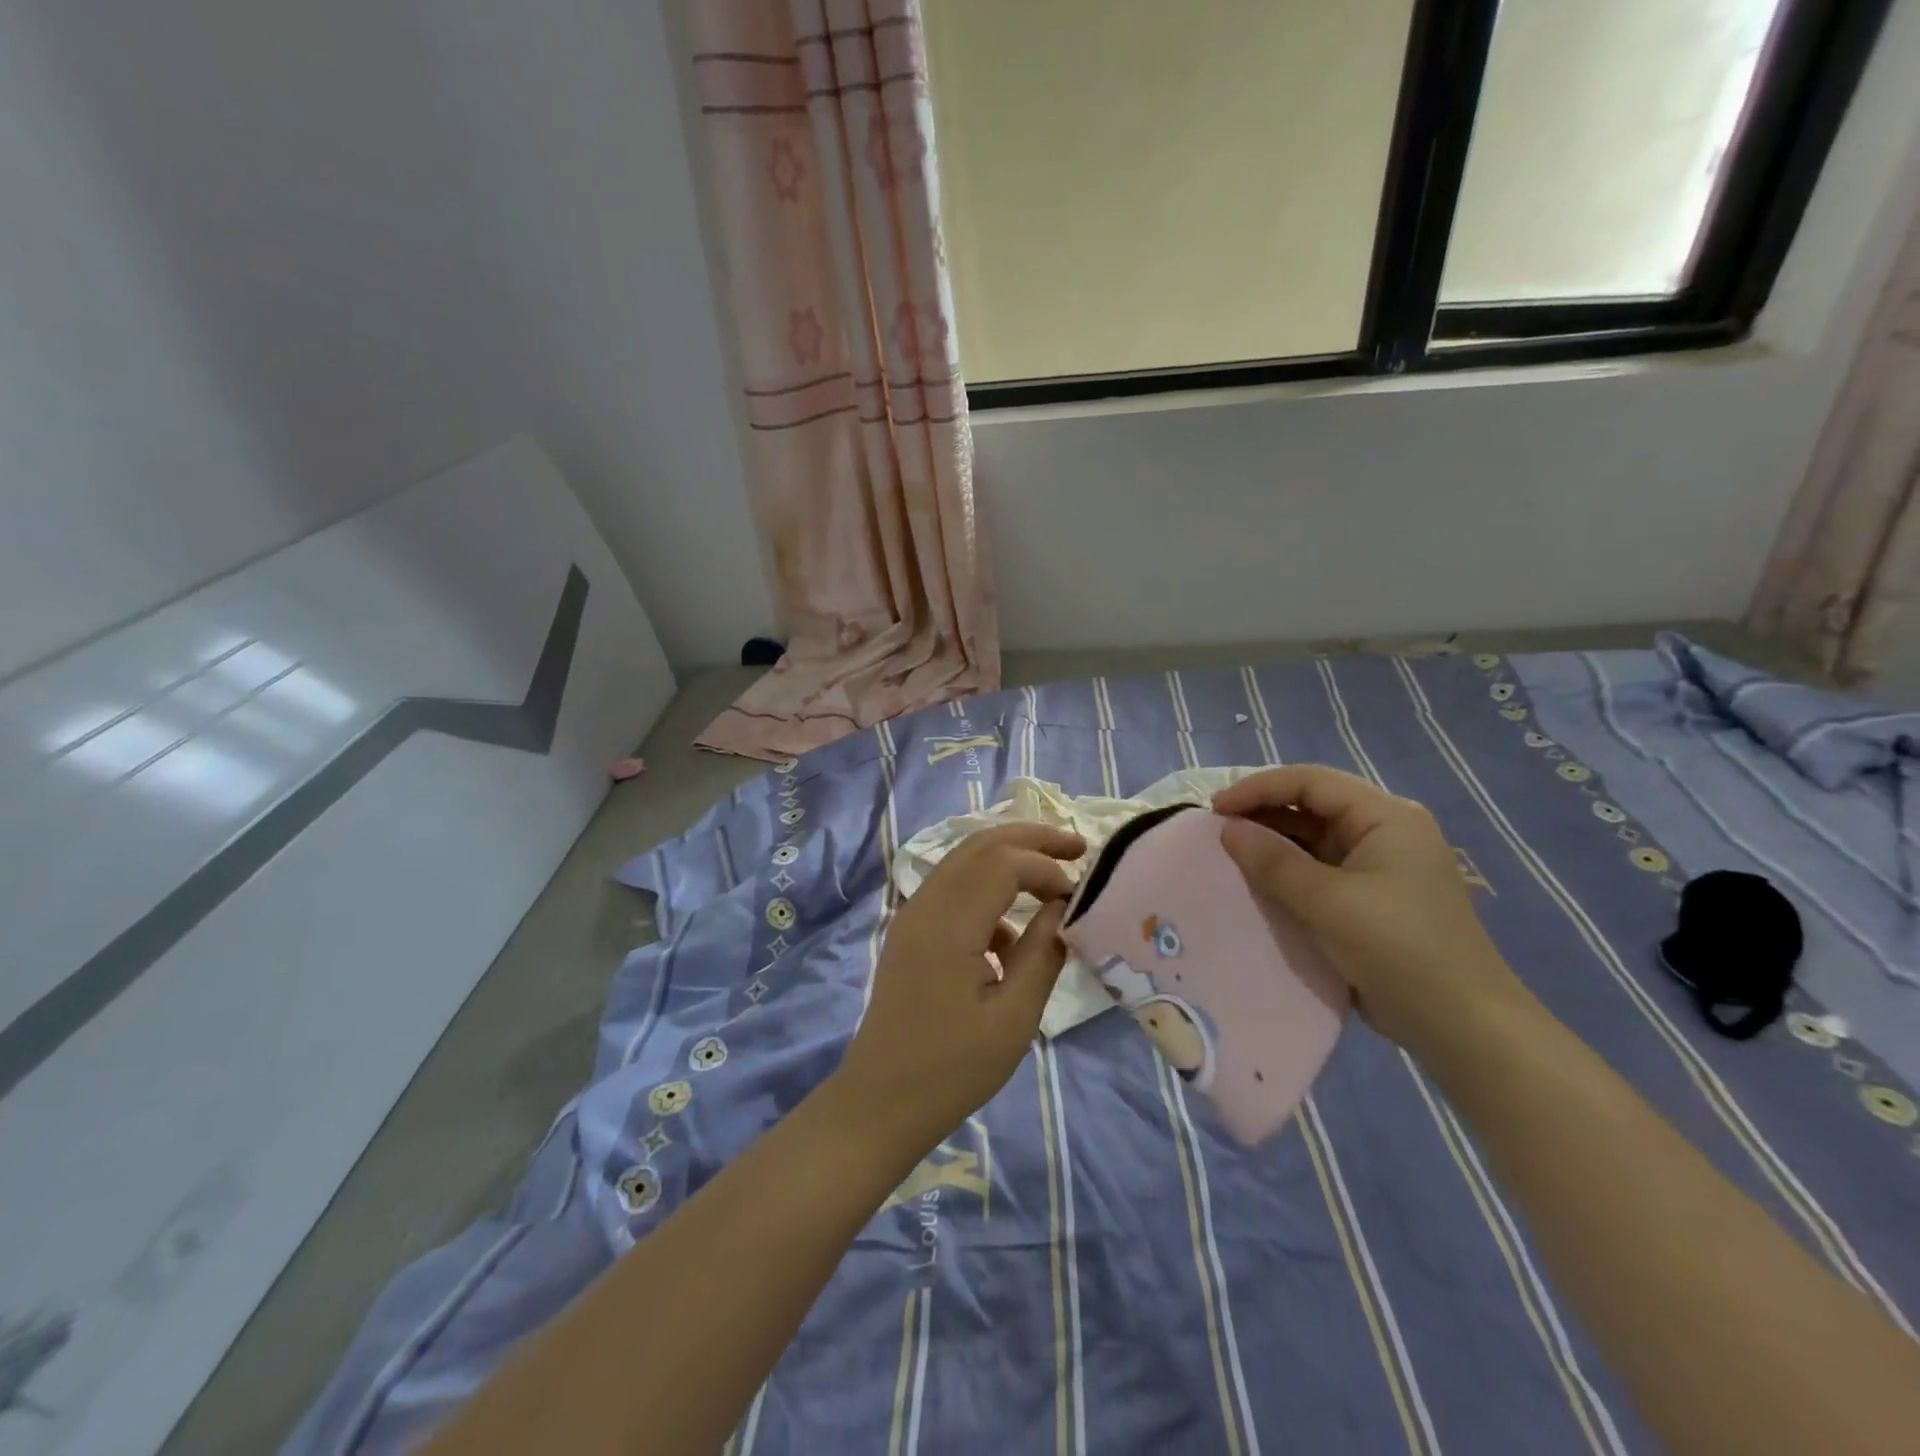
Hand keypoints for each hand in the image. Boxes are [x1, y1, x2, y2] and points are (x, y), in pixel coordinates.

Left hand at [833, 822, 1086, 1154]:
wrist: (881, 1101)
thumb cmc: (952, 1069)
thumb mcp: (1013, 1018)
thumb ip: (1043, 954)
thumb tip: (1062, 907)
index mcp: (949, 923)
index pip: (1004, 862)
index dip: (1047, 868)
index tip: (1079, 895)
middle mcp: (926, 904)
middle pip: (981, 844)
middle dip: (1031, 838)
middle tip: (1077, 846)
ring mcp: (913, 915)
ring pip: (965, 861)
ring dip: (1009, 859)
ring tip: (1053, 879)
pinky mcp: (911, 931)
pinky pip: (954, 890)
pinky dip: (988, 893)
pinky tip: (1011, 940)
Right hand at [1212, 765, 1528, 1055]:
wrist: (1463, 1027)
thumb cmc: (1399, 950)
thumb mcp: (1329, 903)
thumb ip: (1274, 862)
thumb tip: (1228, 830)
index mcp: (1386, 817)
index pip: (1311, 782)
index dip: (1257, 788)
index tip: (1214, 810)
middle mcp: (1385, 832)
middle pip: (1312, 806)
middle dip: (1262, 814)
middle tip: (1216, 834)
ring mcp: (1380, 866)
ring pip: (1313, 839)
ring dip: (1272, 845)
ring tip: (1229, 858)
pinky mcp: (1371, 898)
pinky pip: (1320, 871)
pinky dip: (1287, 874)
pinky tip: (1258, 886)